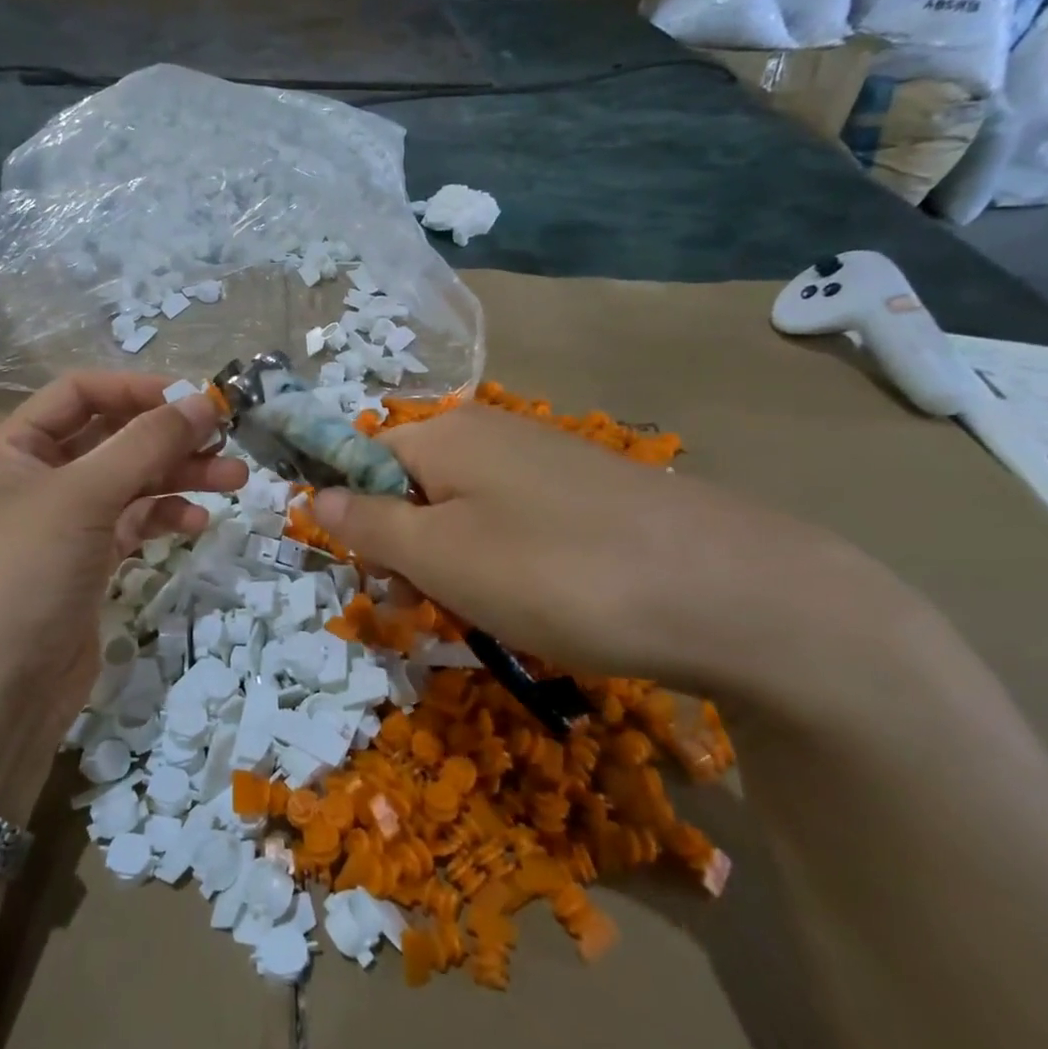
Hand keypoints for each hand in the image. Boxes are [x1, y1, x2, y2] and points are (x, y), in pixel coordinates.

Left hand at [0, 374, 245, 738]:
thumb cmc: (24, 575)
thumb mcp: (83, 496)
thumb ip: (146, 443)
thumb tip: (204, 400)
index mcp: (14, 447)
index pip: (80, 393)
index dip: (138, 389)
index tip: (196, 399)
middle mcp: (35, 478)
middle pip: (112, 438)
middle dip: (169, 438)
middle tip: (228, 441)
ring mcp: (60, 525)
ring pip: (128, 483)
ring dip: (179, 477)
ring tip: (234, 480)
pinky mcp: (84, 565)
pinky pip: (131, 524)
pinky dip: (163, 518)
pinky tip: (196, 523)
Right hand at [310, 404, 900, 701]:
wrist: (733, 593)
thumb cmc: (557, 573)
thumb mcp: (439, 557)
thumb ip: (367, 525)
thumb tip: (314, 495)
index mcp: (446, 434)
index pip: (363, 461)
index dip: (358, 522)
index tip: (381, 583)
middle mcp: (492, 432)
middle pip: (413, 489)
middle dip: (409, 552)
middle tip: (435, 609)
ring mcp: (546, 461)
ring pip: (465, 514)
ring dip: (457, 567)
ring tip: (493, 616)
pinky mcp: (588, 494)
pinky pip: (516, 525)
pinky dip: (508, 566)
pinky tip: (544, 604)